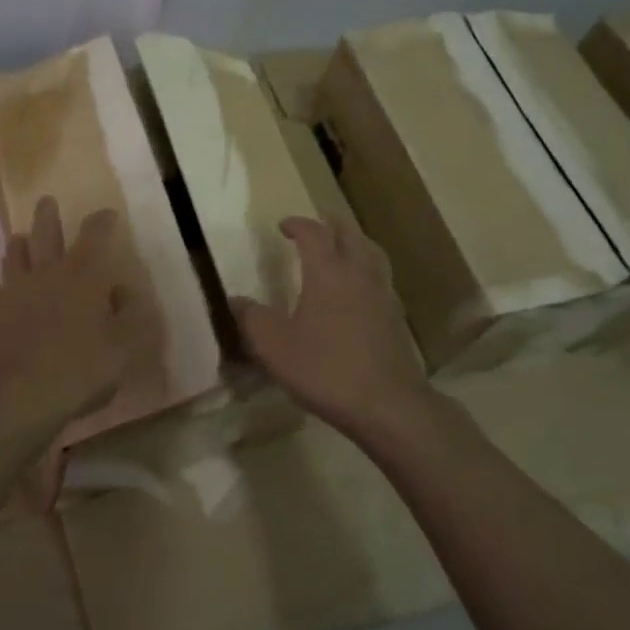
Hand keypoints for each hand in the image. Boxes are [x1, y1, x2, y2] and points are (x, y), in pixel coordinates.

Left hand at [0, 197, 132, 438]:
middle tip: (46, 200)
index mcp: (83, 275)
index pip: (95, 234)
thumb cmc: (78, 370)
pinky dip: (5, 288)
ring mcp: (14, 290)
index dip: (102, 221)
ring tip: (20, 238)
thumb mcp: (123, 349)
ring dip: (20, 243)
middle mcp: (47, 272)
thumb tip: (123, 291)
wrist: (14, 396)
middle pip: (45, 233)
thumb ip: (129, 316)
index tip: (106, 214)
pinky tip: (5, 295)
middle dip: (48, 215)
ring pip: (15, 255)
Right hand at [230, 215, 431, 441]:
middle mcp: (358, 274)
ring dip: (355, 242)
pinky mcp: (396, 318)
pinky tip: (359, 290)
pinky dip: (368, 270)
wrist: (387, 405)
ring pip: (372, 253)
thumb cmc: (325, 369)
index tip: (282, 226)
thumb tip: (233, 300)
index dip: (297, 224)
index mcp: (327, 272)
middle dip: (331, 224)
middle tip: (316, 225)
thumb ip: (251, 318)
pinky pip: (381, 278)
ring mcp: (383, 295)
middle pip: (350, 234)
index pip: (313, 233)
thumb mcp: (273, 346)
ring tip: (342, 248)